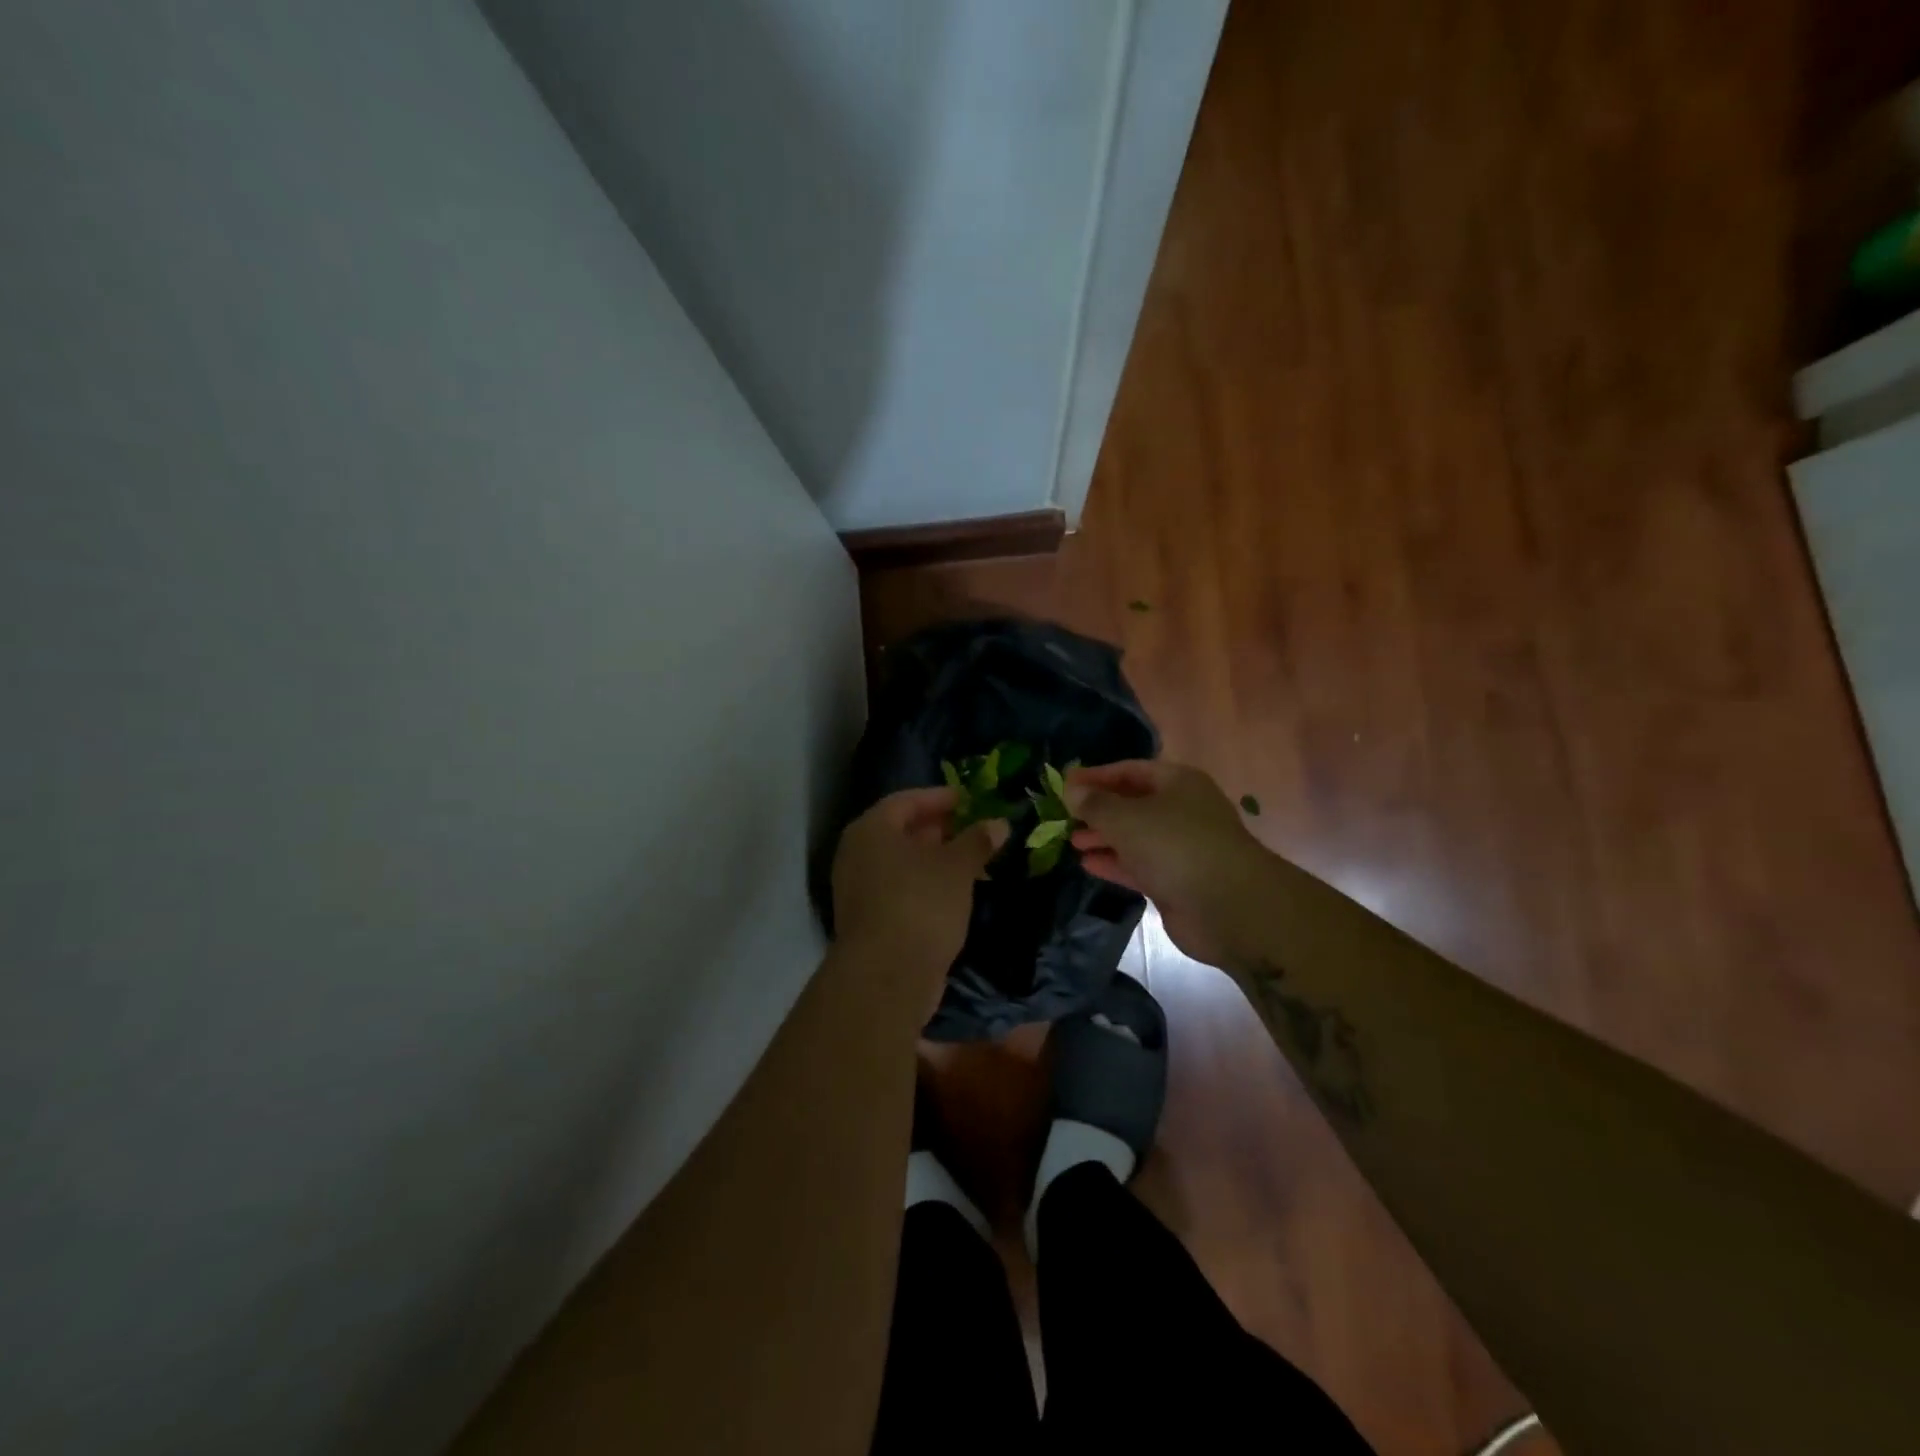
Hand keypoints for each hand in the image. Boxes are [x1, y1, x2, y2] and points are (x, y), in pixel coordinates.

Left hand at [831, 788, 1005, 1009]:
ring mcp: (858, 889)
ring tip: (972, 862)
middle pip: (900, 831)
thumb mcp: (956, 868)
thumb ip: (977, 841)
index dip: (939, 797)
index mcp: (871, 830)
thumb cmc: (920, 904)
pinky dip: (925, 885)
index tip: (969, 800)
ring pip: (901, 864)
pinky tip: (955, 894)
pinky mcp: (868, 920)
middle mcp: (857, 854)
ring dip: (935, 860)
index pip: (905, 800)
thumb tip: (999, 823)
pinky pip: (899, 889)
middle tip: (973, 829)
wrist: (886, 976)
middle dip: (938, 829)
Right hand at [1065, 760, 1273, 967]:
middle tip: (1064, 817)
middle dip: (1099, 810)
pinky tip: (1088, 864)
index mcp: (1177, 783)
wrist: (1228, 906)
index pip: (1129, 770)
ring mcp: (1181, 847)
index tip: (1064, 785)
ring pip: (1135, 836)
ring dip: (1104, 837)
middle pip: (1133, 803)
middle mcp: (1182, 810)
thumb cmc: (1175, 846)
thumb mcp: (1126, 818)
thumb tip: (1071, 790)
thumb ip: (1095, 804)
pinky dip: (1115, 863)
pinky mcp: (1177, 880)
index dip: (1096, 776)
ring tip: (1072, 841)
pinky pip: (1140, 865)